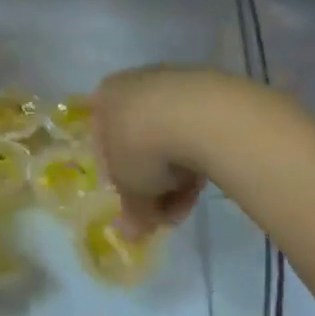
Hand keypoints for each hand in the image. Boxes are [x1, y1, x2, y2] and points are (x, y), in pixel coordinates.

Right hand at [89, 66, 214, 239]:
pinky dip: (200, 150)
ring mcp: (173, 81)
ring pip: (171, 136)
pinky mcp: (209, 85)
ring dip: (179, 171)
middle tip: (169, 209)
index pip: (107, 148)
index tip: (139, 204)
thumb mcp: (131, 189)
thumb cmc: (143, 147)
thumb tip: (129, 235)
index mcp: (104, 100)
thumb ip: (131, 211)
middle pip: (142, 142)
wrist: (198, 113)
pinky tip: (211, 171)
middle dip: (155, 181)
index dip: (123, 182)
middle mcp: (134, 84)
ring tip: (192, 195)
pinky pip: (197, 126)